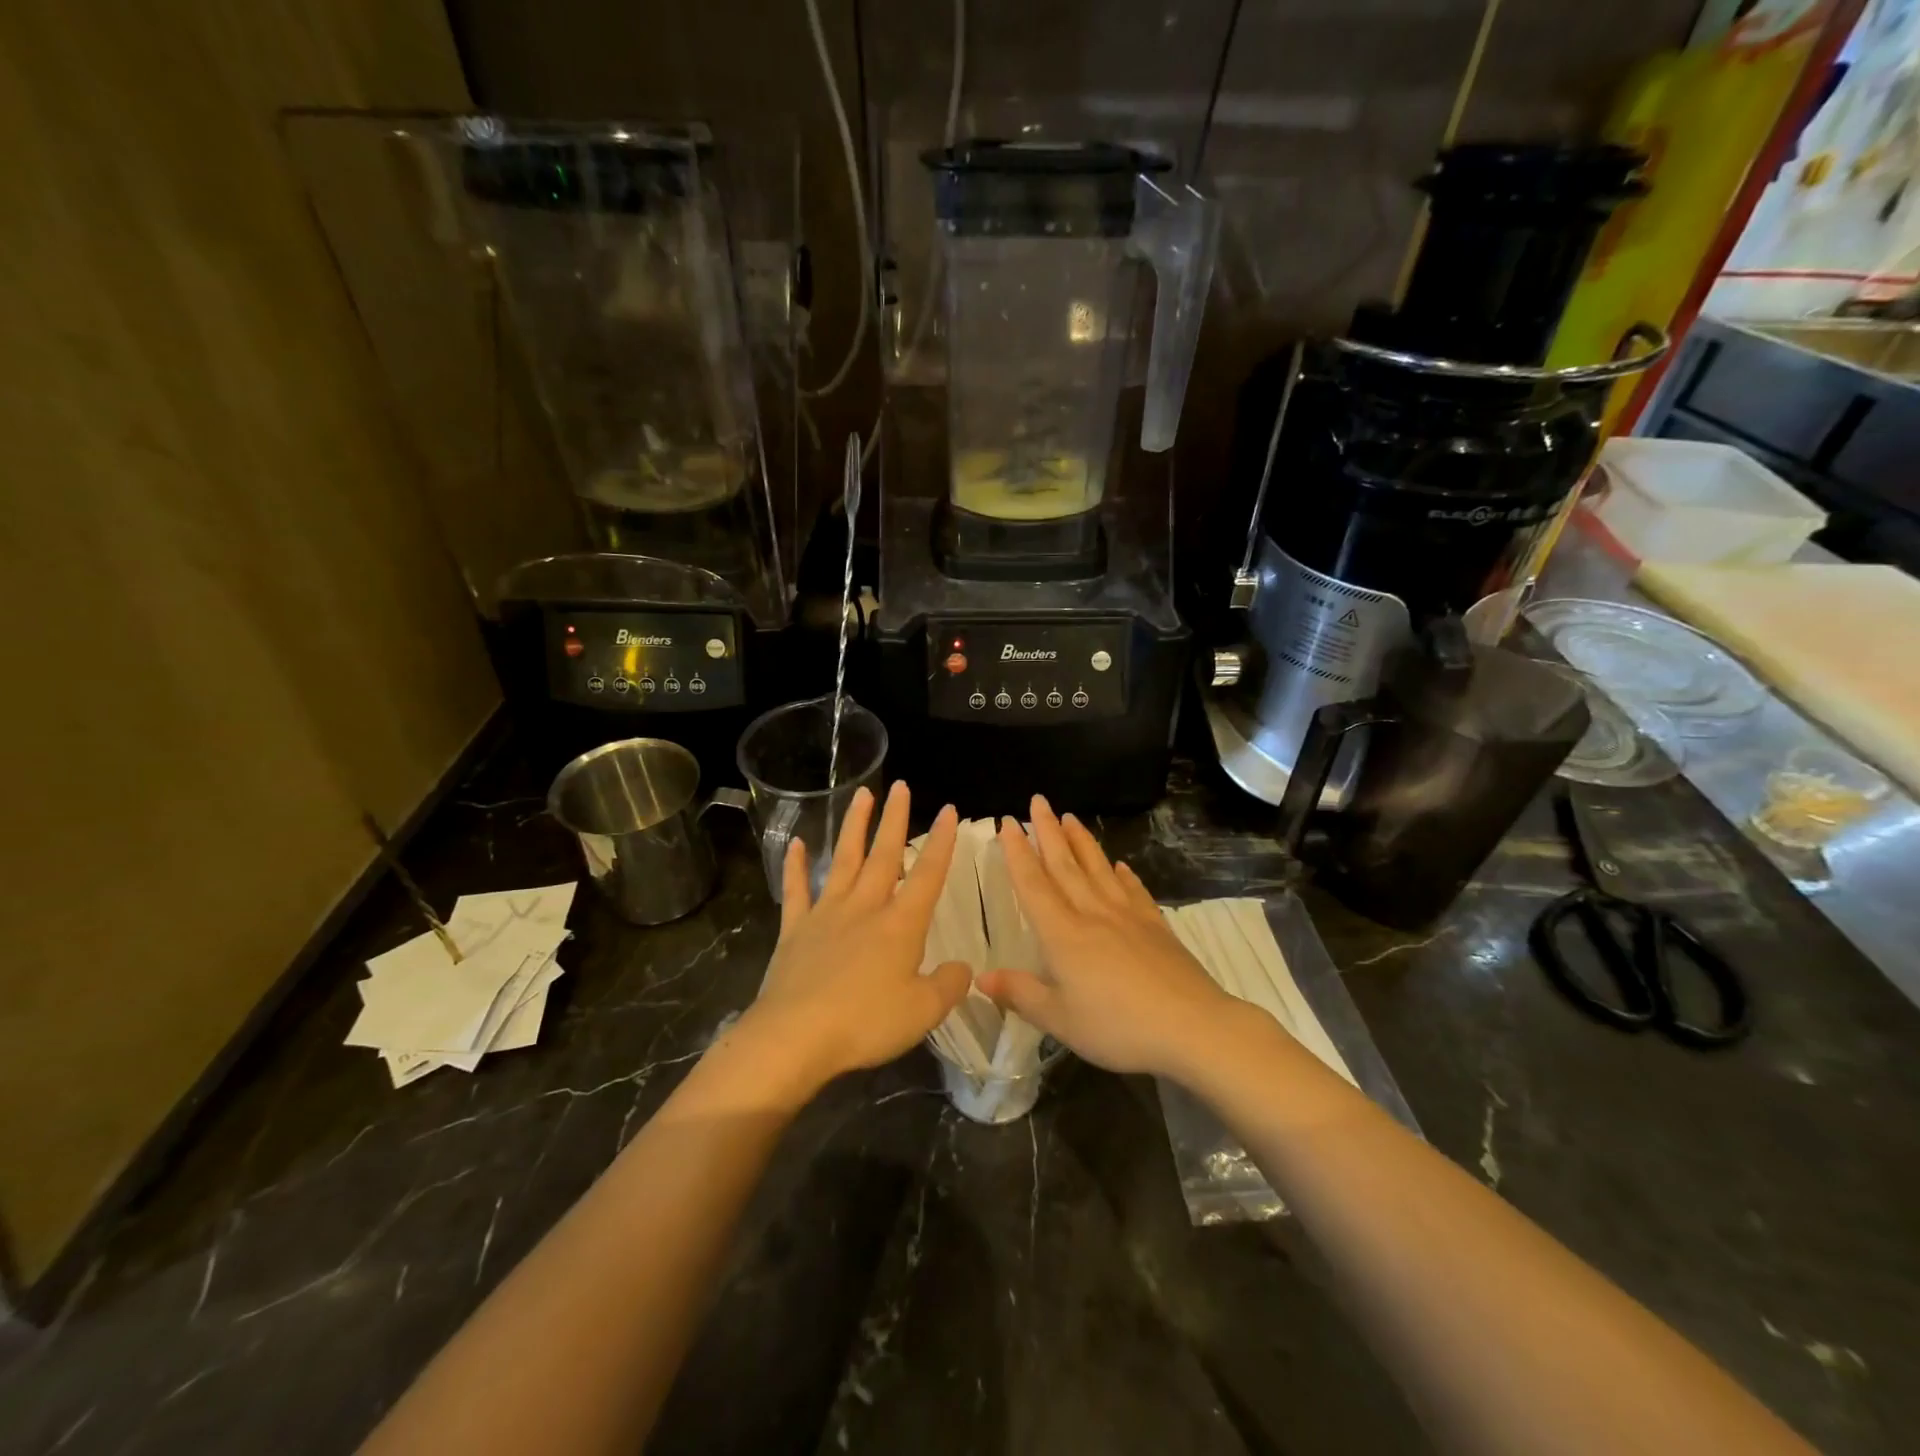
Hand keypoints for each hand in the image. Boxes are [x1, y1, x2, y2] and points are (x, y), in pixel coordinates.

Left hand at [738, 782, 971, 1092]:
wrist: (795, 1036)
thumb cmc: (865, 1023)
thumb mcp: (923, 1012)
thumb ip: (948, 986)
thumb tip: (963, 968)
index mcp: (900, 924)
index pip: (928, 874)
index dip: (942, 842)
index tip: (949, 810)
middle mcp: (865, 907)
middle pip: (884, 854)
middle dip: (895, 819)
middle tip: (901, 786)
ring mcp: (826, 914)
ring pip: (844, 860)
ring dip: (854, 826)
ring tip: (861, 794)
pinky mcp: (795, 930)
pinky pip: (797, 890)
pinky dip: (796, 866)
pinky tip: (796, 843)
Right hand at [978, 795, 1232, 1078]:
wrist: (1192, 1026)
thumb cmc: (1118, 1027)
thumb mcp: (1060, 1020)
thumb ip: (1020, 994)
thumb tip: (981, 977)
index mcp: (1063, 934)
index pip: (1033, 884)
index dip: (1018, 853)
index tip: (1007, 822)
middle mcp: (1092, 914)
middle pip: (1065, 864)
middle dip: (1048, 831)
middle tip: (1038, 801)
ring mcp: (1128, 916)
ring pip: (1098, 868)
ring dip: (1081, 841)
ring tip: (1070, 817)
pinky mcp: (1156, 926)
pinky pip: (1134, 890)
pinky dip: (1124, 874)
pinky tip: (1120, 865)